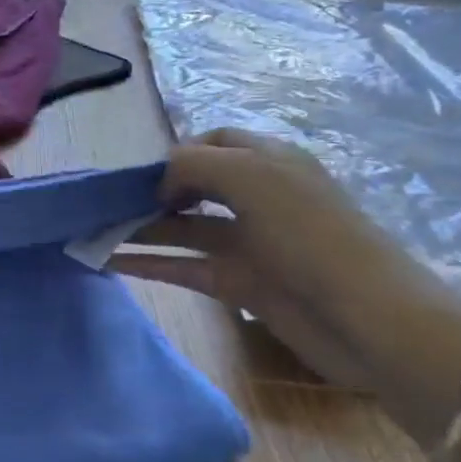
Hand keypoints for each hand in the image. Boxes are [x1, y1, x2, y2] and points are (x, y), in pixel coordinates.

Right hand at [110, 129, 447, 387]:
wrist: (367, 320)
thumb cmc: (309, 235)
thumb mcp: (251, 178)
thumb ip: (192, 164)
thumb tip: (158, 181)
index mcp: (270, 162)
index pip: (213, 142)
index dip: (177, 153)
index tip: (142, 174)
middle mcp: (258, 198)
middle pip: (192, 185)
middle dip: (150, 190)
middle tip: (106, 204)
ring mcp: (249, 243)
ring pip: (182, 227)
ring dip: (140, 227)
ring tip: (92, 231)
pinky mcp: (239, 283)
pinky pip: (183, 266)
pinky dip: (147, 262)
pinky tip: (108, 261)